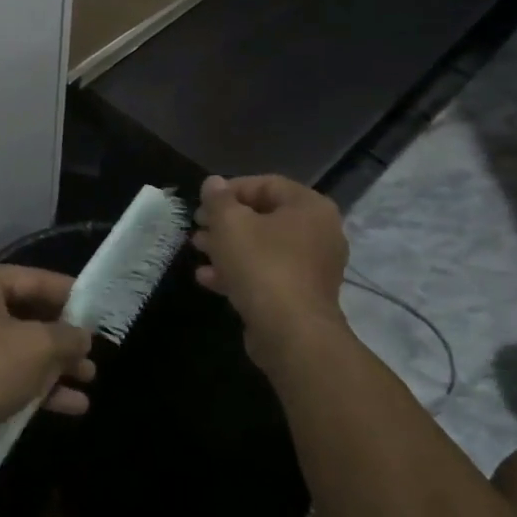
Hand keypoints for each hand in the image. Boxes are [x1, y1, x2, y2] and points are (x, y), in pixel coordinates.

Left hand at [0, 265, 95, 447]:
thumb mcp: (37, 347)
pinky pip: (12, 373)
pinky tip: (74, 405)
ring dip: (57, 364)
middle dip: (65, 336)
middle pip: (29, 313)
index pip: (34, 278)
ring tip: (90, 379)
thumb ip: (67, 336)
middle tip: (96, 350)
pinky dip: (40, 385)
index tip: (101, 309)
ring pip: (23, 347)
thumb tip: (83, 337)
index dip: (71, 294)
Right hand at [192, 175, 348, 370]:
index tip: (203, 203)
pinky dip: (240, 271)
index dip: (229, 190)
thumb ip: (218, 199)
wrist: (291, 333)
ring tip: (198, 250)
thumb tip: (213, 183)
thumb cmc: (262, 265)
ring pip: (263, 247)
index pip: (266, 184)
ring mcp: (313, 267)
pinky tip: (208, 278)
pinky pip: (268, 273)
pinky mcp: (302, 295)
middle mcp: (319, 232)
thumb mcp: (230, 223)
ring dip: (228, 247)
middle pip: (264, 217)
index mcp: (309, 207)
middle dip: (226, 221)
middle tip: (197, 227)